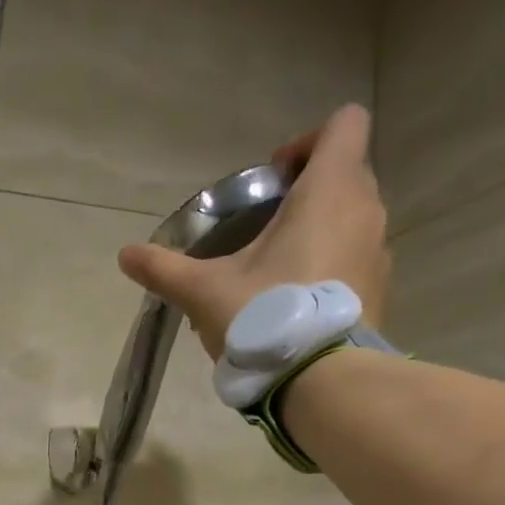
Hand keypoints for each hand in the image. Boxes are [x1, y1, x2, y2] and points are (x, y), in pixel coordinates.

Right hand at [117, 104, 390, 359]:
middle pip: (347, 172)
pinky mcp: (379, 291)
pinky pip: (357, 261)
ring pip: (354, 219)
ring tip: (278, 271)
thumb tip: (125, 256)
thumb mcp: (204, 292)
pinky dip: (332, 268)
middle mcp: (366, 210)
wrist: (321, 380)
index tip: (272, 181)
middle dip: (308, 190)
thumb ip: (165, 269)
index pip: (344, 124)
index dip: (307, 142)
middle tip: (266, 228)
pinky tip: (297, 304)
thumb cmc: (266, 316)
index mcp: (329, 190)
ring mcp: (378, 253)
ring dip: (321, 231)